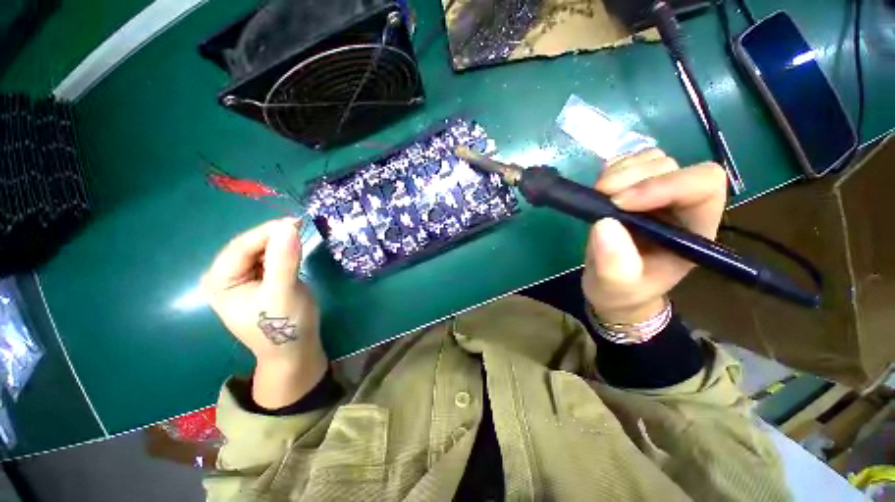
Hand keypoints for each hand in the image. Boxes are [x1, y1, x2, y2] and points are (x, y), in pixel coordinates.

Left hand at [202, 218, 327, 408]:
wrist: (294, 349)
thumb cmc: (284, 326)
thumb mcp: (284, 293)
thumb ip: (284, 260)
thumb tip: (289, 226)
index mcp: (220, 281)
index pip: (241, 246)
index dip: (268, 231)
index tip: (297, 221)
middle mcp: (226, 275)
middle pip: (251, 245)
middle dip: (276, 236)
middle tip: (303, 227)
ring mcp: (244, 277)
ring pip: (262, 249)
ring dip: (282, 241)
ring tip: (303, 235)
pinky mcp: (261, 278)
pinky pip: (271, 257)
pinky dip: (285, 250)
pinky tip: (297, 248)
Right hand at [582, 149, 727, 324]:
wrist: (612, 286)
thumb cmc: (622, 291)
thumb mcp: (616, 287)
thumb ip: (615, 265)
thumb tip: (604, 223)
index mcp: (693, 229)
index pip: (703, 185)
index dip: (664, 185)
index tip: (619, 203)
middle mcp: (681, 205)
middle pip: (672, 166)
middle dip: (633, 177)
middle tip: (600, 195)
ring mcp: (657, 193)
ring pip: (651, 159)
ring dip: (621, 170)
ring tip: (599, 193)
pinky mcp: (634, 188)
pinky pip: (631, 161)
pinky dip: (614, 167)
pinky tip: (601, 187)